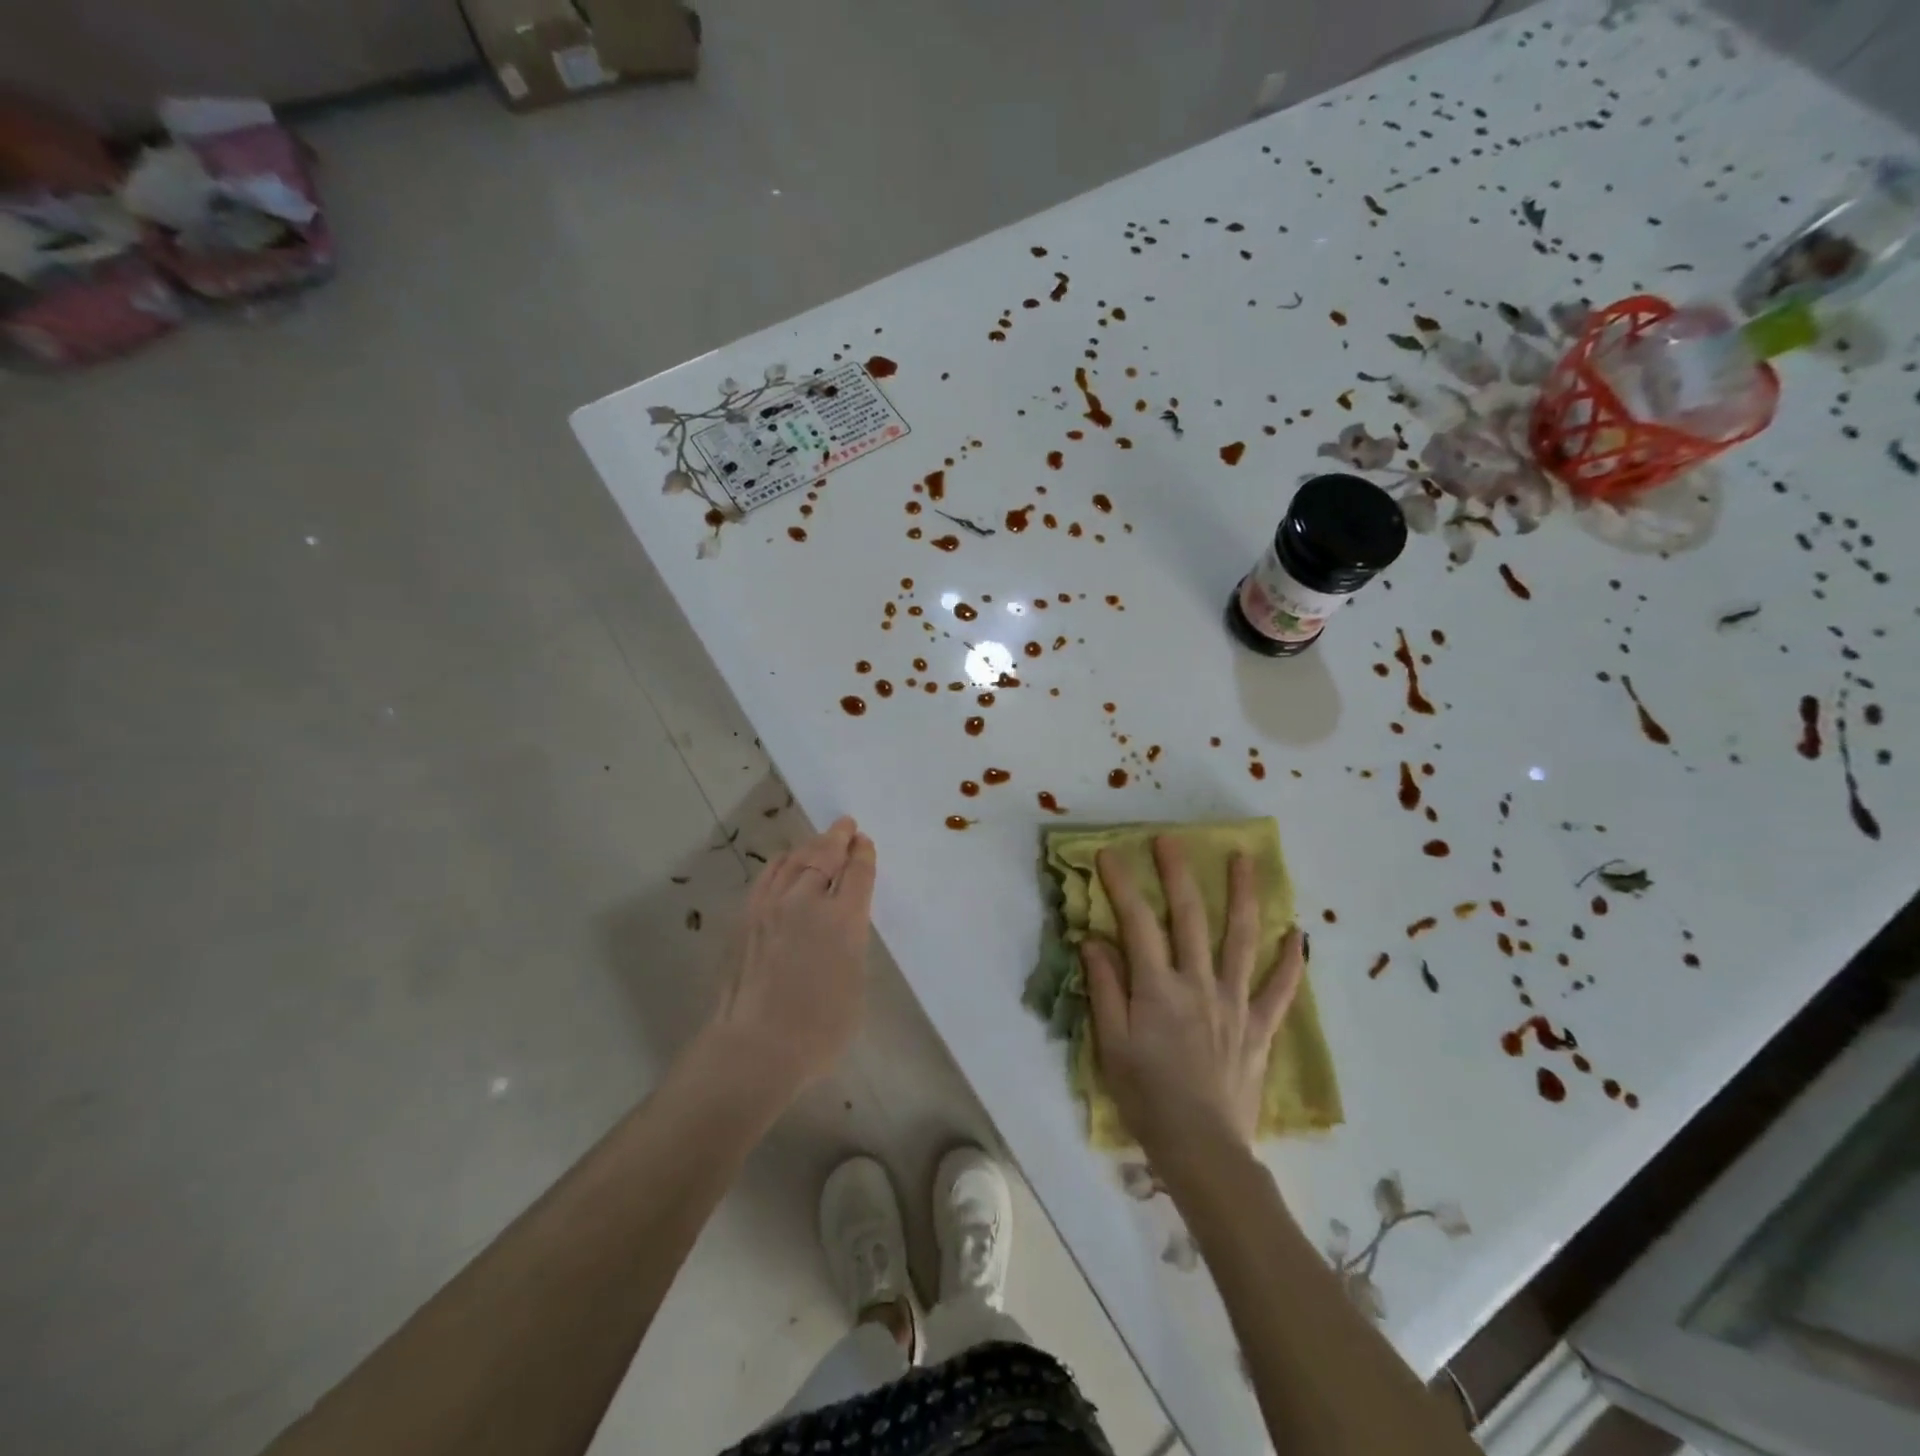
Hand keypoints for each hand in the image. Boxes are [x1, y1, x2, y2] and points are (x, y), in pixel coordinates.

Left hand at [711, 816, 876, 1093]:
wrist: (756, 1047)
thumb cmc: (818, 1030)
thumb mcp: (855, 985)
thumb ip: (851, 945)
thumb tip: (842, 927)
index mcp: (844, 920)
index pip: (858, 873)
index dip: (863, 855)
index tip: (865, 842)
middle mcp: (808, 902)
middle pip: (826, 856)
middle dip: (839, 838)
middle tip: (846, 825)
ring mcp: (773, 906)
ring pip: (794, 860)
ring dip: (811, 845)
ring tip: (821, 839)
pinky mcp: (747, 917)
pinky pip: (767, 876)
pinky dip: (782, 862)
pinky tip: (786, 861)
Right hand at [1082, 837, 1302, 1154]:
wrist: (1202, 1148)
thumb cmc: (1147, 1097)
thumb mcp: (1111, 1043)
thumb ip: (1104, 987)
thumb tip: (1095, 939)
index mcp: (1157, 987)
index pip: (1136, 923)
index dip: (1122, 885)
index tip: (1109, 854)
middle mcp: (1199, 983)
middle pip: (1189, 917)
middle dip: (1177, 873)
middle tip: (1170, 839)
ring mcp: (1235, 1002)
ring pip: (1240, 939)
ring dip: (1242, 895)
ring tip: (1244, 859)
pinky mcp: (1259, 1027)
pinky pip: (1279, 989)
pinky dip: (1290, 961)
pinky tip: (1298, 934)